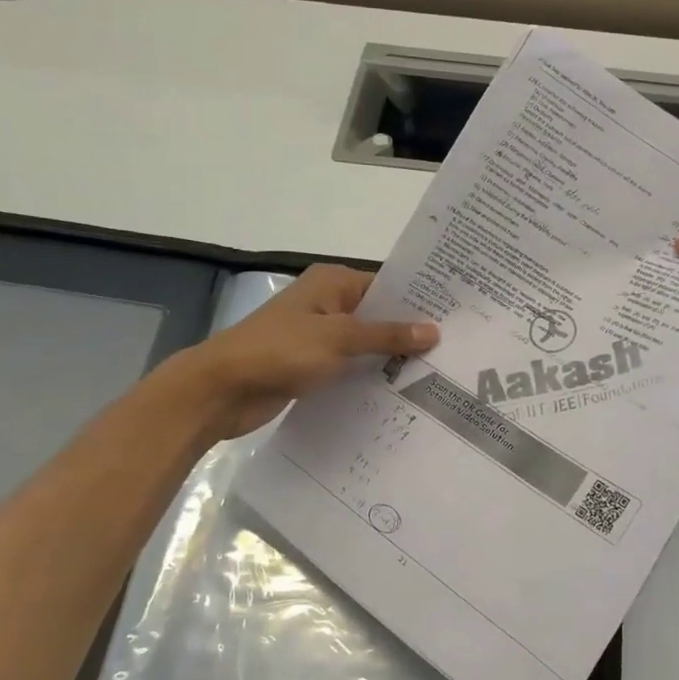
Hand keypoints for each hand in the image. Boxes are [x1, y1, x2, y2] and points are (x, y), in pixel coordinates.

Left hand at [182, 265, 437, 439]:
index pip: (386, 286)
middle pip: (378, 316)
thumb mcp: (339, 338)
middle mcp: (327, 305)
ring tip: (438, 375)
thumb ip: (387, 335)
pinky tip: (400, 395)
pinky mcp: (311, 367)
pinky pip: (350, 369)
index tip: (455, 318)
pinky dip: (369, 378)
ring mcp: (318, 338)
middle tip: (455, 352)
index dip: (418, 302)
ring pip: (365, 346)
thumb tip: (434, 331)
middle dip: (409, 334)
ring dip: (390, 360)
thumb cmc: (280, 350)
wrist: (222, 389)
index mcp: (332, 284)